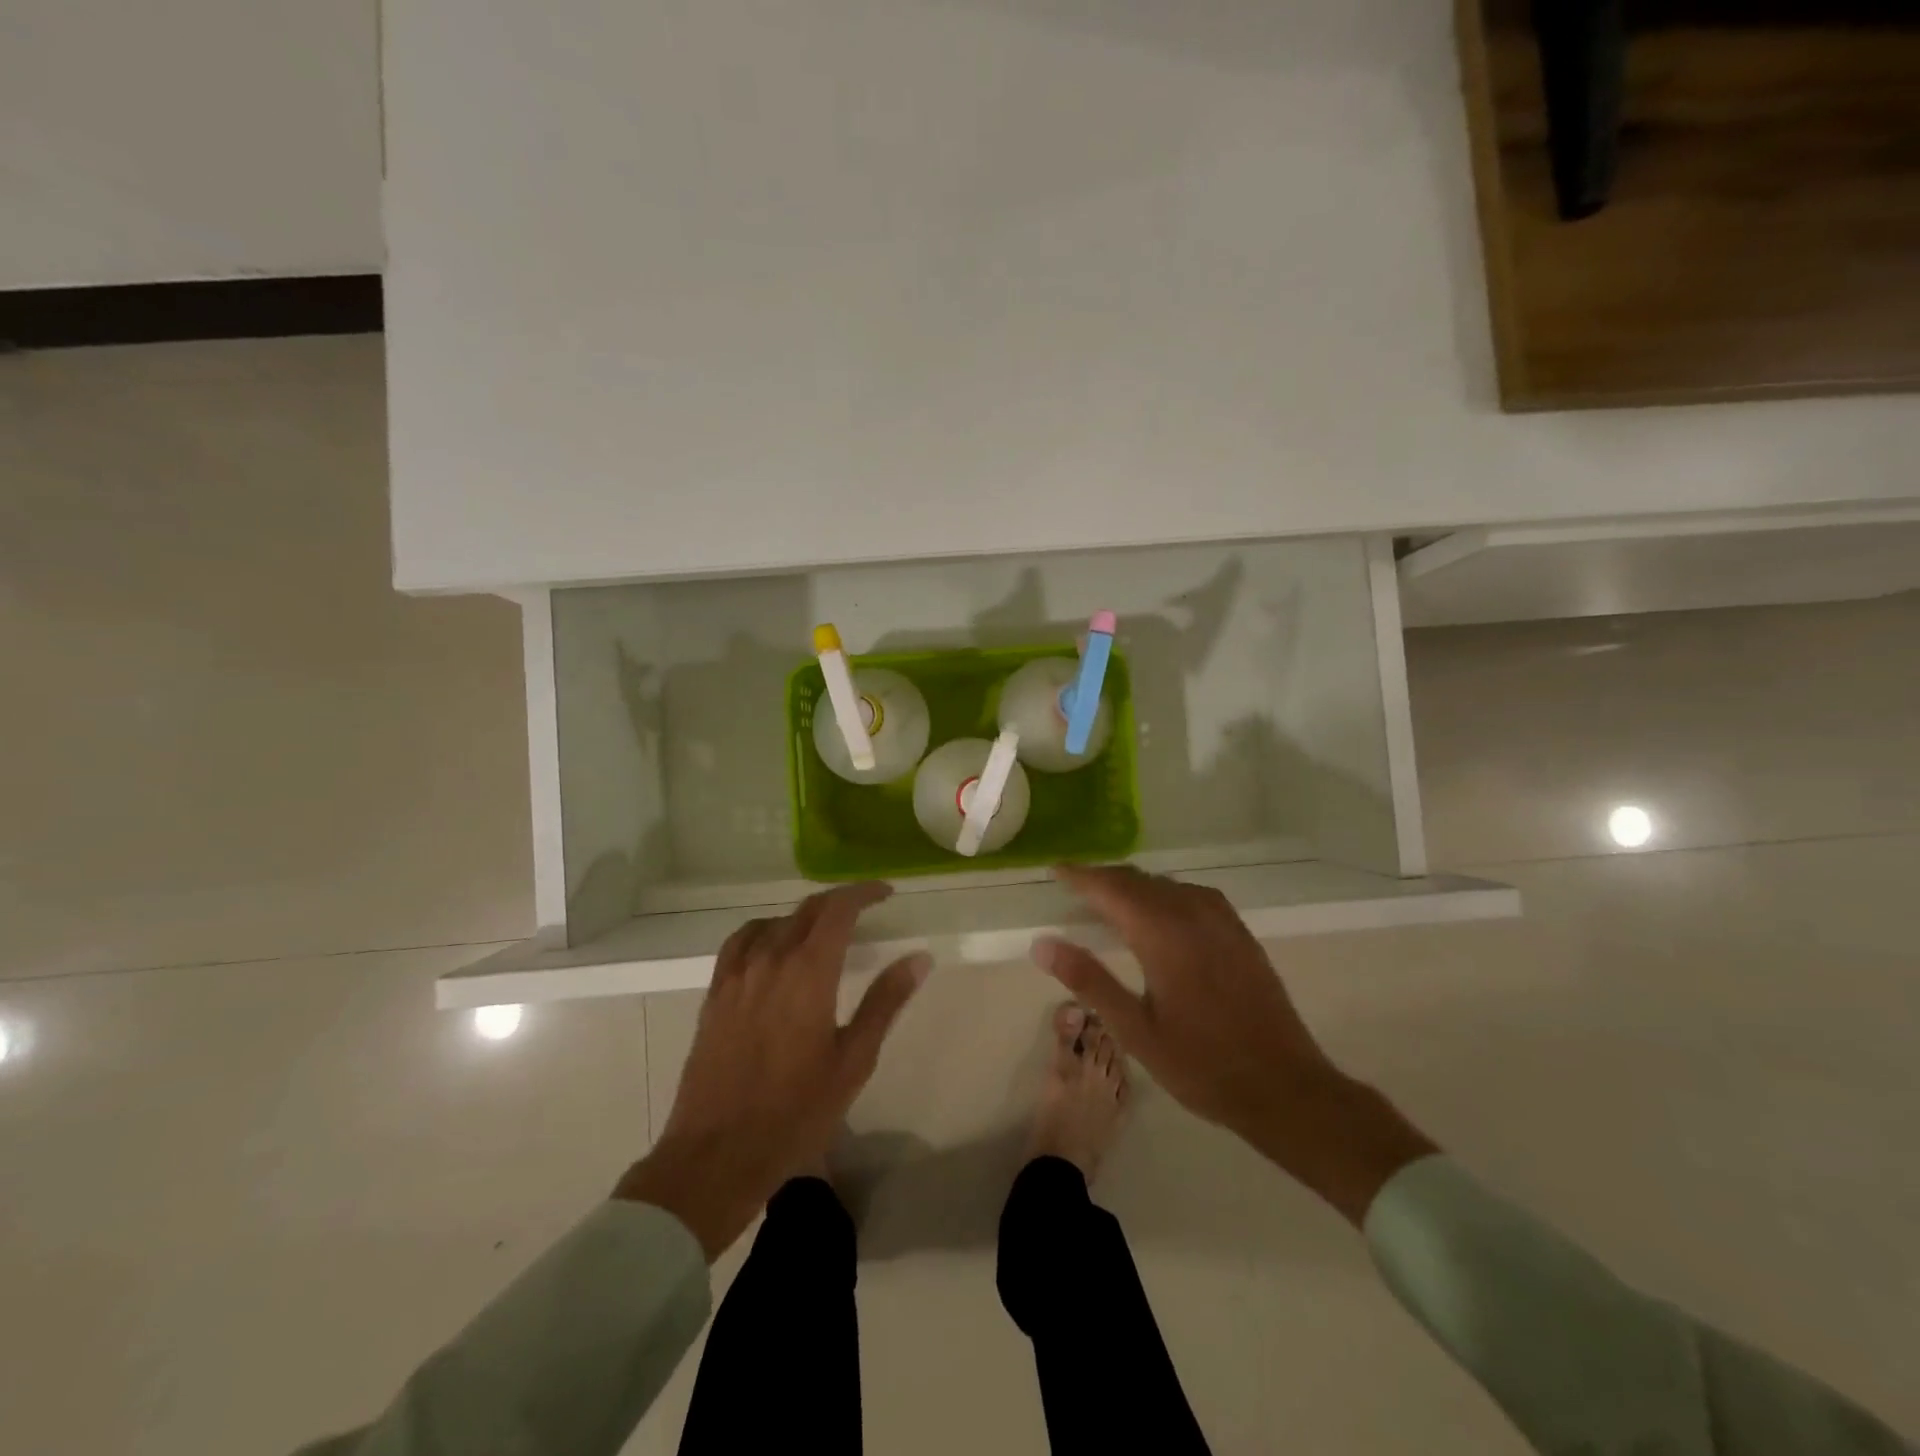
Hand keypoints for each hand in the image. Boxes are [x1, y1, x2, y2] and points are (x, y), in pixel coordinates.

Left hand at [615, 883, 928, 1257]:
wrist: (717, 1154)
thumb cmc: (796, 1112)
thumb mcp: (854, 1060)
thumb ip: (885, 1002)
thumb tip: (919, 958)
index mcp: (808, 972)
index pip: (838, 909)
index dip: (863, 893)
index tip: (886, 893)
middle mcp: (770, 960)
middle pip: (806, 910)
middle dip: (838, 902)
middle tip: (864, 909)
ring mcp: (737, 975)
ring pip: (774, 923)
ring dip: (803, 916)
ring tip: (823, 929)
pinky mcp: (715, 994)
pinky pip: (740, 942)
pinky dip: (765, 931)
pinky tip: (772, 947)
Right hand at [1036, 864, 1435, 1223]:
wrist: (1283, 1086)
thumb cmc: (1201, 1064)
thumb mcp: (1135, 1029)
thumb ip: (1088, 980)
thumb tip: (1042, 944)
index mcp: (1162, 933)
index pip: (1111, 887)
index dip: (1080, 876)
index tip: (1055, 871)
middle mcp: (1192, 913)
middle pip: (1138, 879)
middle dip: (1103, 879)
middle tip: (1074, 887)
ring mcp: (1221, 919)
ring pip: (1165, 884)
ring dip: (1133, 885)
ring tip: (1108, 900)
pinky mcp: (1238, 931)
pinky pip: (1191, 894)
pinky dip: (1163, 893)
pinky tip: (1158, 913)